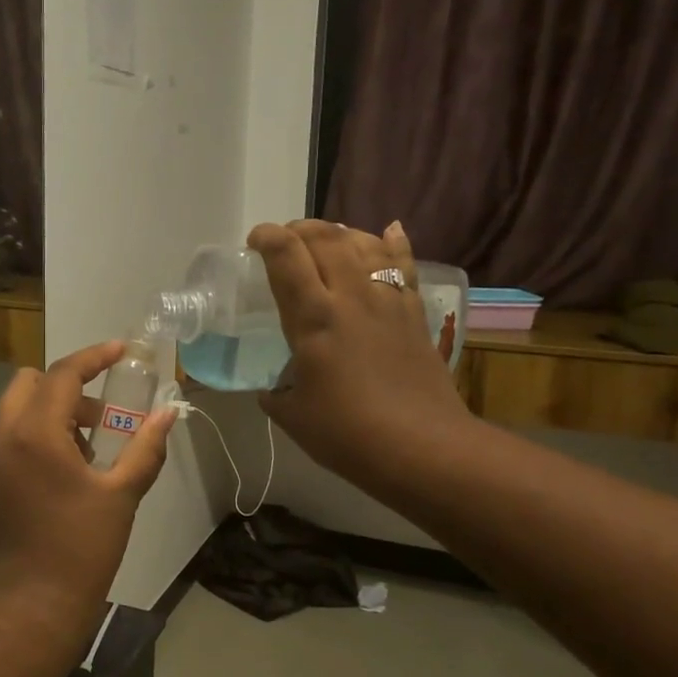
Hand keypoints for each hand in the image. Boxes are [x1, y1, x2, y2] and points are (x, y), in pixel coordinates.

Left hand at [0, 342, 175, 637]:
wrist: (29, 609)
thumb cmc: (81, 550)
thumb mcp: (121, 496)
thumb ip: (146, 448)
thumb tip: (168, 414)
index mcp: (36, 432)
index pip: (63, 374)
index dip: (95, 356)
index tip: (120, 351)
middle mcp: (2, 437)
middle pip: (29, 383)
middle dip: (67, 387)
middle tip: (101, 416)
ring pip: (15, 411)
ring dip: (50, 412)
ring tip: (86, 451)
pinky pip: (6, 440)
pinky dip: (33, 437)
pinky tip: (60, 476)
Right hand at [249, 220, 474, 491]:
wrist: (422, 447)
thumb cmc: (348, 434)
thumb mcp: (293, 416)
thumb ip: (277, 395)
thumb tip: (272, 391)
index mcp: (313, 318)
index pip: (286, 257)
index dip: (268, 237)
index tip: (255, 240)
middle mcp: (351, 297)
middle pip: (326, 238)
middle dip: (300, 229)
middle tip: (286, 240)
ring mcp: (387, 301)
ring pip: (364, 244)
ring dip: (340, 233)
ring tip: (325, 239)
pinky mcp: (414, 313)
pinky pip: (404, 265)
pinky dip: (393, 244)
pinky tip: (389, 231)